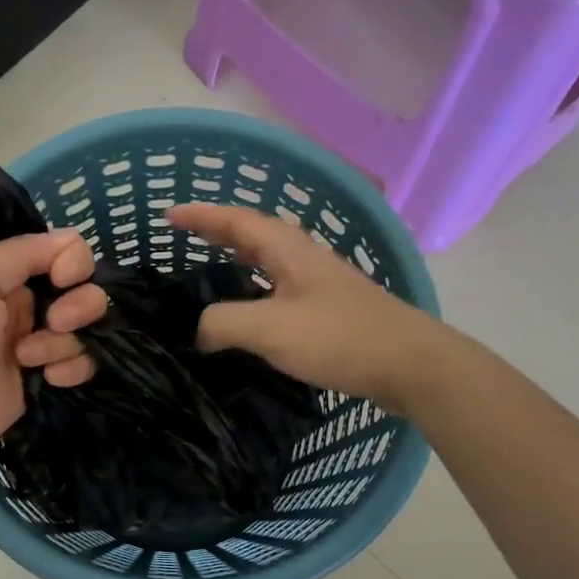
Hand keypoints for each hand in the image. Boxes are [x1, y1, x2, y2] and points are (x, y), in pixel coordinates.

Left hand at [0, 231, 106, 467]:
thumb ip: (24, 252)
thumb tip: (73, 240)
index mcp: (4, 271)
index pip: (64, 250)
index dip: (73, 263)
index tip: (63, 280)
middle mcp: (24, 301)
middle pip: (83, 289)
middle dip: (78, 306)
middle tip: (53, 324)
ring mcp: (37, 341)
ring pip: (85, 328)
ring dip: (65, 343)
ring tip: (30, 360)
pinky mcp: (45, 377)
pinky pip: (81, 362)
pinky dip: (73, 368)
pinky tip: (48, 379)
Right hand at [169, 202, 440, 412]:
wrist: (409, 364)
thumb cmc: (339, 338)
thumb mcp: (270, 328)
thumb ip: (223, 323)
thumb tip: (200, 331)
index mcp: (288, 250)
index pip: (235, 221)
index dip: (201, 216)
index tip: (168, 215)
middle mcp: (303, 257)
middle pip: (252, 234)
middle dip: (216, 231)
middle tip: (184, 236)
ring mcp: (319, 282)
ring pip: (267, 261)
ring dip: (236, 259)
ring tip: (208, 270)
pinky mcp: (328, 308)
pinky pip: (278, 287)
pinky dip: (253, 287)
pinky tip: (248, 310)